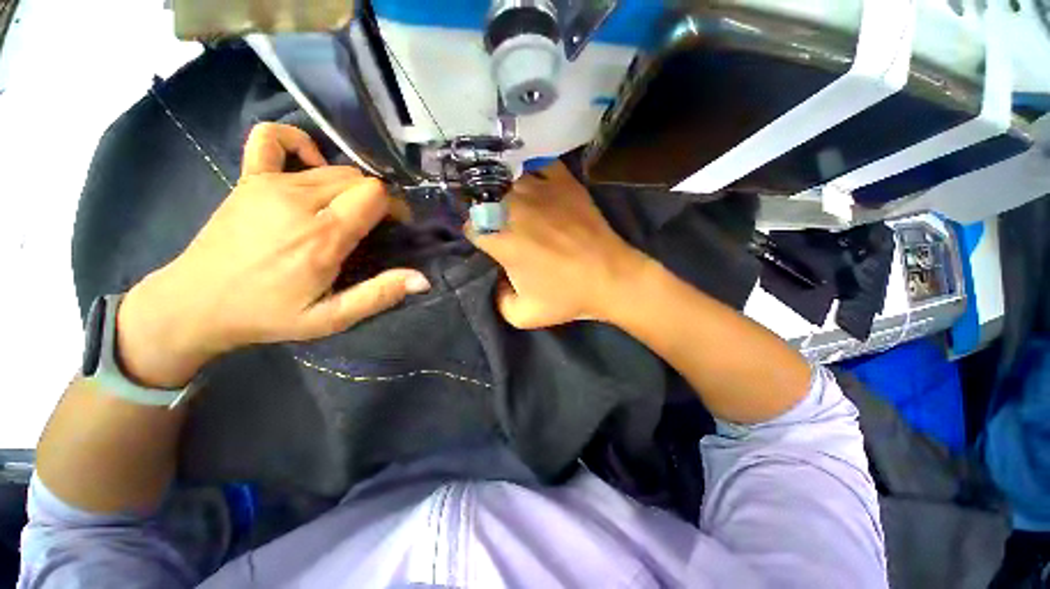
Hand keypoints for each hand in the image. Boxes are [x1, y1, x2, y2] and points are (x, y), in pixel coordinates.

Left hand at [116, 123, 429, 387]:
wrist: (194, 303)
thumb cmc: (268, 314)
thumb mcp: (330, 318)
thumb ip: (378, 296)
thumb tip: (422, 280)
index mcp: (321, 237)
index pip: (374, 194)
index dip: (394, 206)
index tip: (396, 226)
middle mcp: (298, 201)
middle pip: (358, 178)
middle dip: (378, 198)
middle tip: (376, 224)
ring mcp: (269, 184)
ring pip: (333, 167)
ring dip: (352, 185)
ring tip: (348, 210)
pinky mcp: (248, 178)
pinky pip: (272, 138)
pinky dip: (298, 143)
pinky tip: (309, 163)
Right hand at [467, 162, 650, 328]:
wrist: (610, 277)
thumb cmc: (567, 296)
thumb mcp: (524, 316)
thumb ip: (498, 302)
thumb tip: (497, 281)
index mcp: (503, 240)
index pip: (472, 227)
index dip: (478, 237)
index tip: (489, 244)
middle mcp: (515, 209)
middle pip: (486, 200)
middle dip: (489, 214)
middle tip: (502, 225)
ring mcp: (541, 191)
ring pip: (508, 181)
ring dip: (507, 193)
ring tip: (516, 205)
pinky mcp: (564, 182)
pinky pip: (539, 165)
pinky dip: (534, 173)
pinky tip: (537, 186)